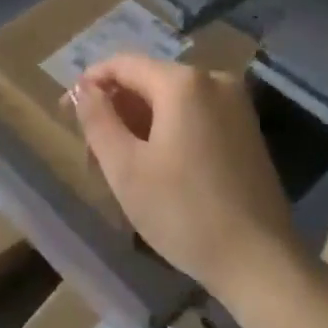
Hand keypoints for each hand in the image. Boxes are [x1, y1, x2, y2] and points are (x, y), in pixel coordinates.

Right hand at [72, 54, 299, 303]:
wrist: (260, 263)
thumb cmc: (184, 213)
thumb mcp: (125, 168)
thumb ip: (97, 119)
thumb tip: (83, 88)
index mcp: (183, 82)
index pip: (123, 64)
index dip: (90, 83)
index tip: (66, 112)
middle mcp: (213, 79)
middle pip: (149, 82)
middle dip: (116, 111)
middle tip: (92, 154)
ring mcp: (235, 104)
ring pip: (172, 101)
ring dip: (140, 124)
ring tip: (120, 167)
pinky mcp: (247, 129)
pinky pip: (195, 115)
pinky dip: (169, 131)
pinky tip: (156, 168)